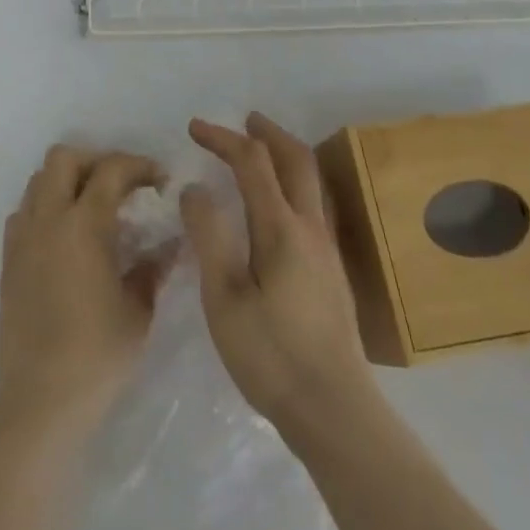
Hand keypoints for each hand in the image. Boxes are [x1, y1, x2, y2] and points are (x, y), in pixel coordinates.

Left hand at [0, 146, 167, 436]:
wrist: (40, 402)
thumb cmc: (98, 356)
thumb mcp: (138, 311)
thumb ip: (153, 268)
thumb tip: (170, 243)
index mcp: (84, 225)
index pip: (112, 169)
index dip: (140, 165)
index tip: (160, 180)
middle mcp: (49, 219)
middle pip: (64, 158)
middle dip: (96, 159)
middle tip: (121, 184)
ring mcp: (23, 238)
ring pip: (39, 180)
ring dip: (68, 180)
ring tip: (93, 205)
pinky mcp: (8, 260)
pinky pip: (23, 212)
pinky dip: (45, 207)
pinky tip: (64, 234)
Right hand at [182, 113, 374, 440]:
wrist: (334, 410)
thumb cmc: (271, 355)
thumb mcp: (224, 298)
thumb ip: (209, 236)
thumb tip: (195, 188)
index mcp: (281, 228)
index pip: (252, 161)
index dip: (223, 138)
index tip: (194, 128)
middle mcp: (310, 227)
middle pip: (296, 158)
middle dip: (267, 132)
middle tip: (244, 120)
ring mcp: (326, 248)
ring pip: (311, 180)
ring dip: (285, 154)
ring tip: (261, 151)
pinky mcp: (332, 270)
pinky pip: (312, 203)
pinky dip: (292, 181)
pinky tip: (278, 204)